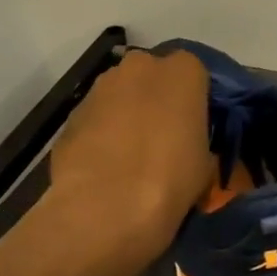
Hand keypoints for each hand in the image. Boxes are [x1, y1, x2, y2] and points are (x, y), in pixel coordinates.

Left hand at [48, 49, 212, 260]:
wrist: (103, 209)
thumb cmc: (170, 178)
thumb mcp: (206, 160)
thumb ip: (198, 138)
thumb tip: (187, 145)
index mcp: (184, 70)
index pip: (196, 74)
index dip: (194, 101)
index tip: (195, 126)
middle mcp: (141, 66)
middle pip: (154, 77)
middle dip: (157, 100)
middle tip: (163, 137)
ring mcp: (101, 87)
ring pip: (121, 95)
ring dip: (126, 115)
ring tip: (130, 156)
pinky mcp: (71, 114)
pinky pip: (96, 119)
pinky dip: (101, 134)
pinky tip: (104, 166)